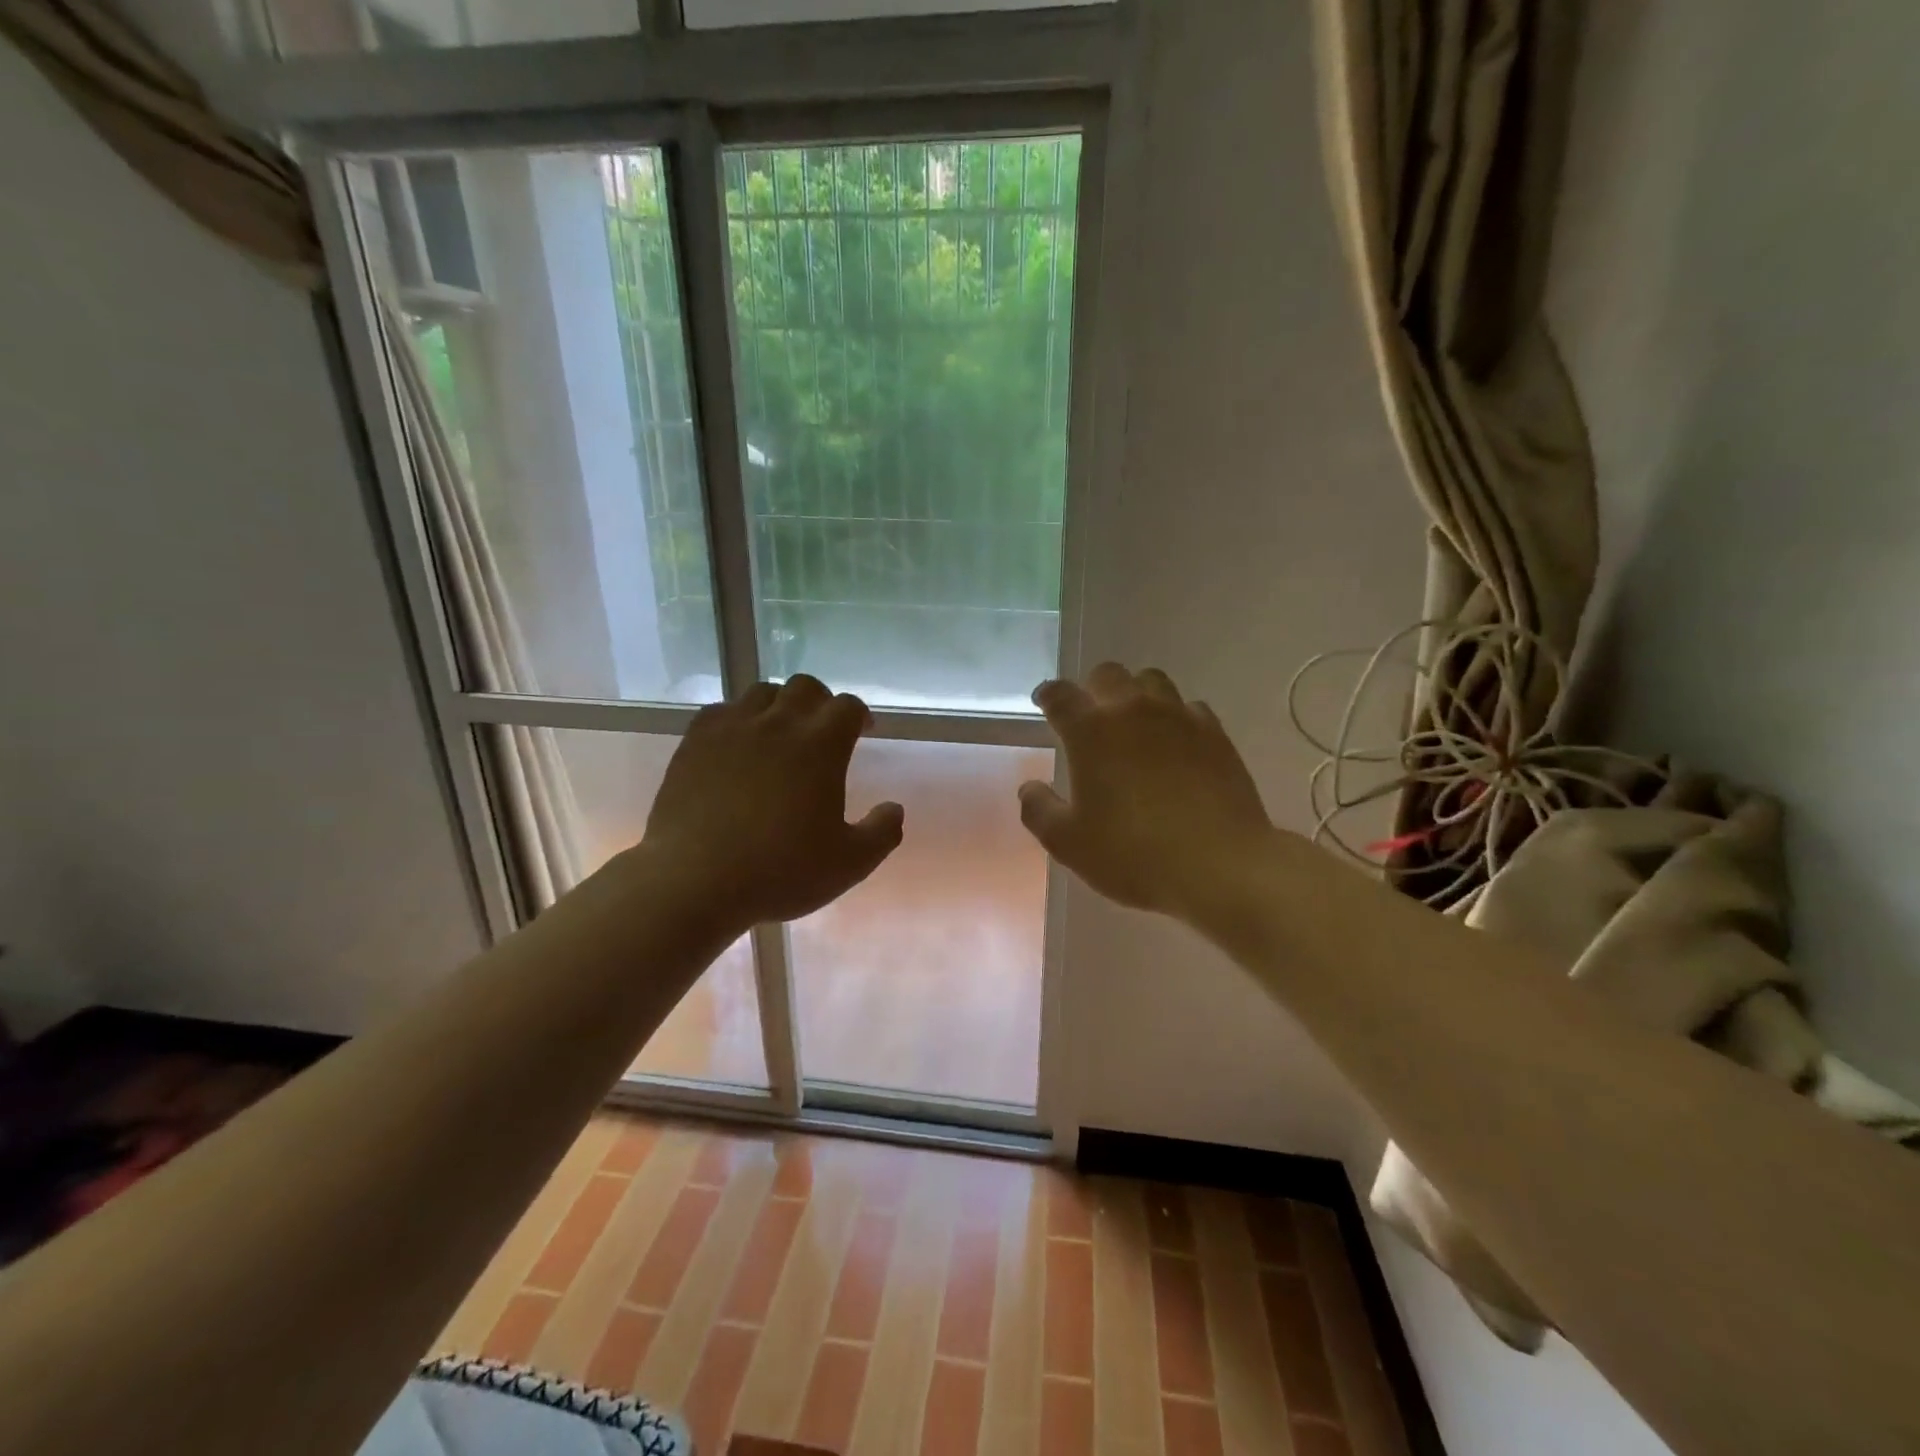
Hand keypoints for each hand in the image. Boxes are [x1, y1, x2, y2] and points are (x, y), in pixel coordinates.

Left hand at [640, 676, 903, 936]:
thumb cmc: (780, 871)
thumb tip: (894, 808)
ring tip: (779, 733)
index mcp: (821, 745)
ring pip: (761, 692)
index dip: (860, 715)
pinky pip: (720, 711)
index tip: (864, 731)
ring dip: (778, 705)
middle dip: (820, 702)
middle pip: (804, 687)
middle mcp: (778, 724)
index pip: (847, 707)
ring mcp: (732, 729)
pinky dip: (737, 719)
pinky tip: (736, 744)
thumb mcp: (849, 864)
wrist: (695, 880)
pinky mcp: (694, 742)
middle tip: (822, 730)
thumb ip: (882, 833)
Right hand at [1020, 663, 1276, 920]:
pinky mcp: (1215, 734)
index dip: (1048, 695)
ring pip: (1151, 681)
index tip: (1044, 702)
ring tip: (1133, 721)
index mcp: (1091, 731)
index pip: (1060, 695)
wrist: (1218, 864)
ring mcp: (1178, 718)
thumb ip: (1039, 810)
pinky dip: (1175, 716)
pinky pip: (1189, 707)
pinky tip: (1175, 742)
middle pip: (1108, 674)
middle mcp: (1132, 711)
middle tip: (1090, 715)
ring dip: (1135, 694)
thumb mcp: (1068, 843)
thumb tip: (1030, 788)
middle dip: (1092, 688)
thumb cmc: (1132, 853)